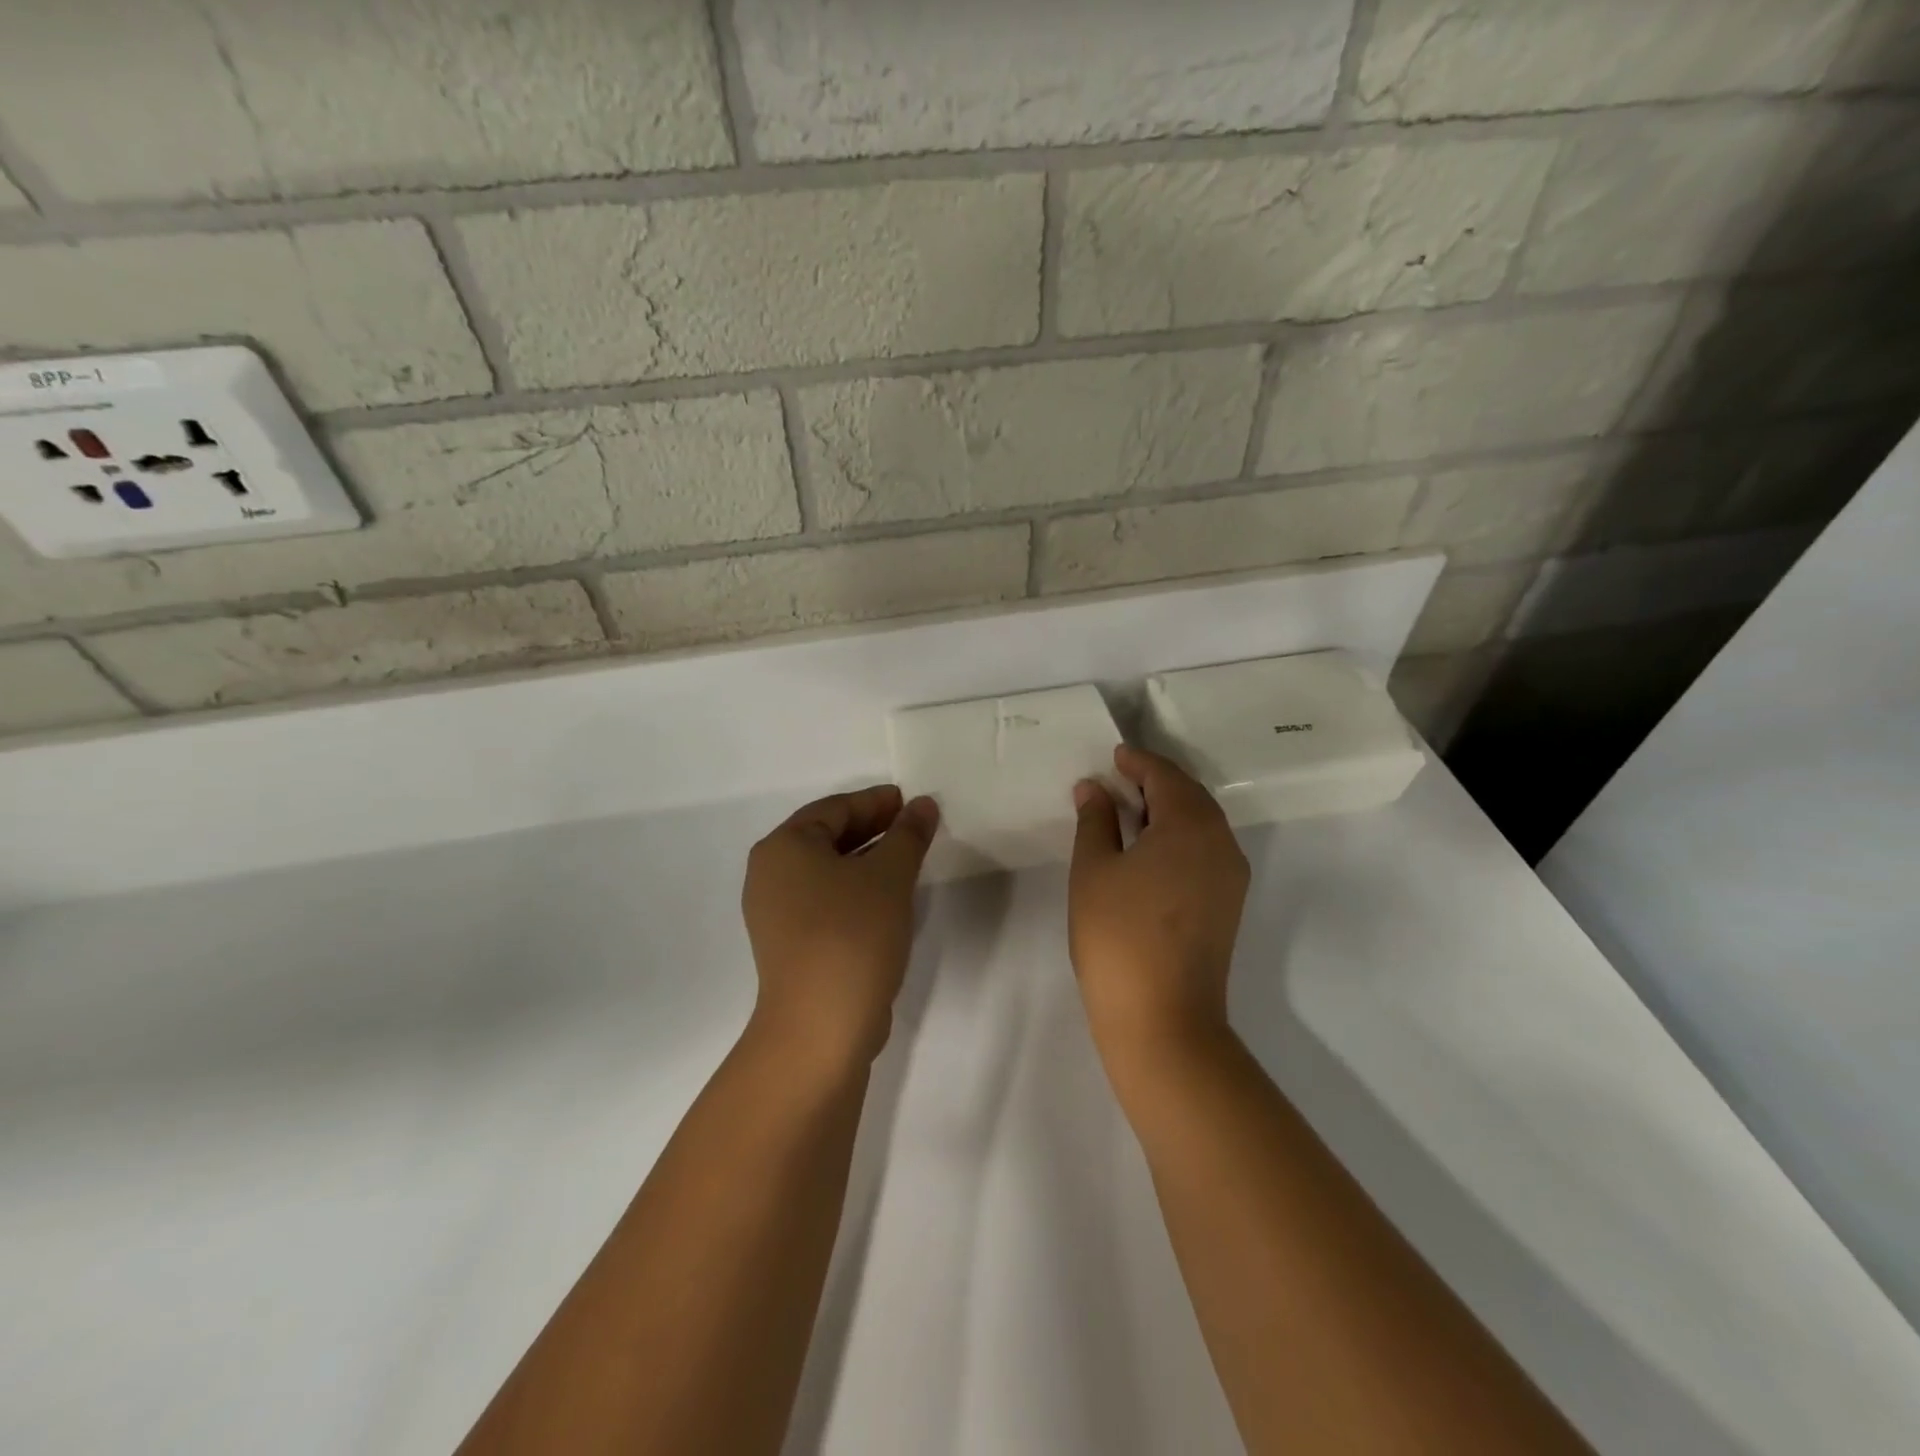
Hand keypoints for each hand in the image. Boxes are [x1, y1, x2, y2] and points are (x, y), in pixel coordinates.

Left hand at [742, 785, 939, 1071]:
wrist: (820, 1026)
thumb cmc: (852, 934)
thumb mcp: (889, 876)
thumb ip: (908, 834)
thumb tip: (922, 805)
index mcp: (784, 847)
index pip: (835, 808)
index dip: (876, 801)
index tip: (911, 802)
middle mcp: (770, 874)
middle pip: (827, 837)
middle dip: (873, 829)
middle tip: (914, 826)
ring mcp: (776, 912)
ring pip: (828, 871)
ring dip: (867, 860)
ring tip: (908, 858)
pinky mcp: (790, 943)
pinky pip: (825, 899)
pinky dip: (855, 889)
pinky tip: (887, 897)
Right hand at [1069, 745, 1249, 1066]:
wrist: (1163, 1019)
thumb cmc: (1118, 936)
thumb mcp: (1094, 870)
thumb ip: (1095, 821)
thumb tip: (1094, 788)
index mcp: (1190, 826)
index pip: (1166, 777)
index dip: (1138, 762)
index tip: (1115, 755)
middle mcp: (1221, 843)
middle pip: (1191, 796)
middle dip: (1156, 782)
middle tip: (1120, 778)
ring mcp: (1231, 877)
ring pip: (1202, 824)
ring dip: (1169, 809)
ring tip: (1130, 810)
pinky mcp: (1229, 904)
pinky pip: (1206, 850)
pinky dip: (1179, 836)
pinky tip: (1150, 848)